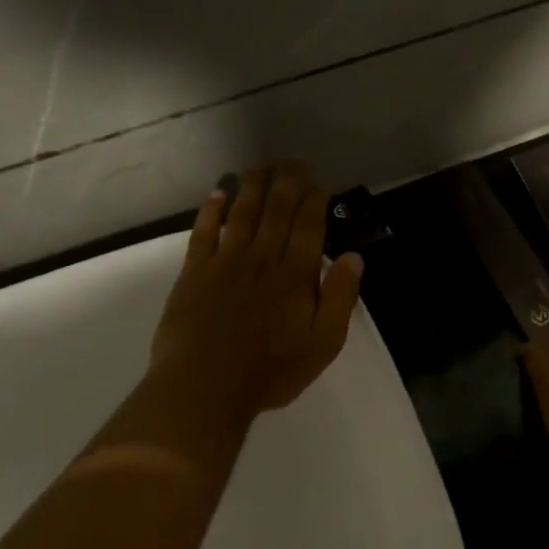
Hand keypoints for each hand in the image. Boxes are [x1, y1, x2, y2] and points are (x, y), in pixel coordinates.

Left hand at [145, 163, 363, 428]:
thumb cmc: (270, 370)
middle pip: (277, 209)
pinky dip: (212, 210)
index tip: (318, 183)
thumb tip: (354, 257)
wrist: (204, 387)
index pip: (309, 225)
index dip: (314, 200)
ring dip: (252, 186)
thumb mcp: (323, 343)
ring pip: (242, 212)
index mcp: (296, 274)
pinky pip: (204, 232)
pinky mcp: (194, 272)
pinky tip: (218, 193)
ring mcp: (225, 262)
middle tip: (293, 162)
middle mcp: (262, 257)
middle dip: (288, 181)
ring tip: (261, 166)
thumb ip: (341, 297)